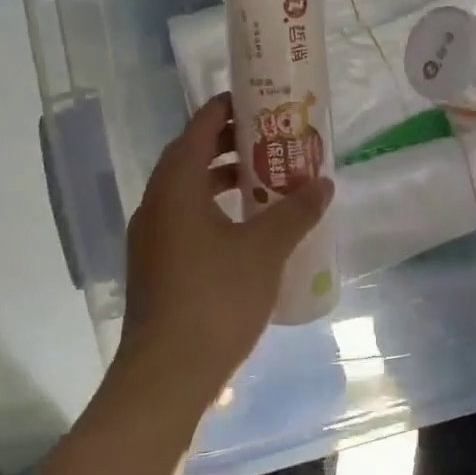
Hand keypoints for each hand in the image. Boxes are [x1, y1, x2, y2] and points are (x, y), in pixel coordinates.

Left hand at [118, 93, 334, 408]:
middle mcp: (156, 204)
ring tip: (265, 179)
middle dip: (230, 143)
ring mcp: (151, 237)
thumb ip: (295, 211)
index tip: (258, 98)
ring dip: (223, 178)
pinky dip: (214, 208)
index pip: (199, 128)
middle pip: (191, 156)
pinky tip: (245, 228)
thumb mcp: (265, 249)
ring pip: (188, 190)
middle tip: (271, 138)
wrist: (166, 376)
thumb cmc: (215, 298)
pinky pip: (185, 217)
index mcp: (175, 187)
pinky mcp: (155, 265)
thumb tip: (324, 183)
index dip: (226, 108)